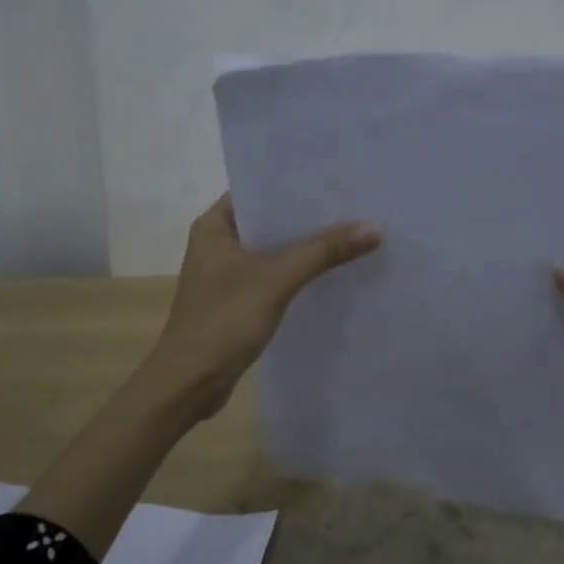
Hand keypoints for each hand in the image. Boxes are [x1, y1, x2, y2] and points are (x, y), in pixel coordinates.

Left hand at [151, 193, 381, 420]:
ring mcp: (227, 273)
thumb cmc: (223, 321)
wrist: (189, 384)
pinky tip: (332, 271)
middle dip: (310, 217)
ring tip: (353, 232)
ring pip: (274, 250)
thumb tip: (374, 228)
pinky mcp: (238, 300)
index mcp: (214, 226)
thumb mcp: (276, 281)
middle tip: (356, 204)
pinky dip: (298, 272)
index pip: (259, 191)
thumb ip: (322, 252)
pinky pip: (274, 275)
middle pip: (271, 221)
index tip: (337, 178)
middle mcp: (218, 243)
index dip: (297, 185)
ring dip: (306, 247)